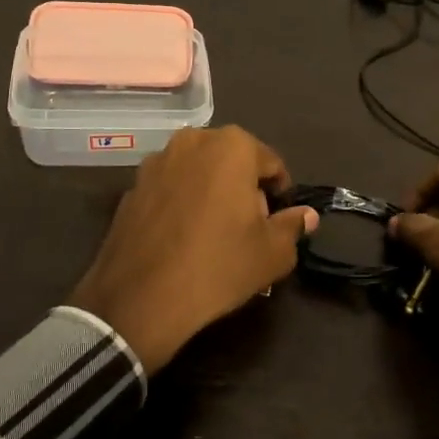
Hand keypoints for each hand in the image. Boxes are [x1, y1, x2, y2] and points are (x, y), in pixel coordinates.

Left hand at [70, 126, 319, 373]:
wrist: (141, 297)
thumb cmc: (219, 266)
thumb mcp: (272, 253)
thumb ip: (293, 226)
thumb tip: (306, 215)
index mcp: (232, 146)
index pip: (272, 164)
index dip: (280, 194)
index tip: (276, 222)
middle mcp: (193, 140)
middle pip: (233, 162)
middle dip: (244, 188)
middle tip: (248, 229)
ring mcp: (157, 160)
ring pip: (199, 172)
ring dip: (211, 192)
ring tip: (213, 233)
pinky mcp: (132, 185)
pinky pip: (170, 188)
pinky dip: (181, 203)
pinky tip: (182, 238)